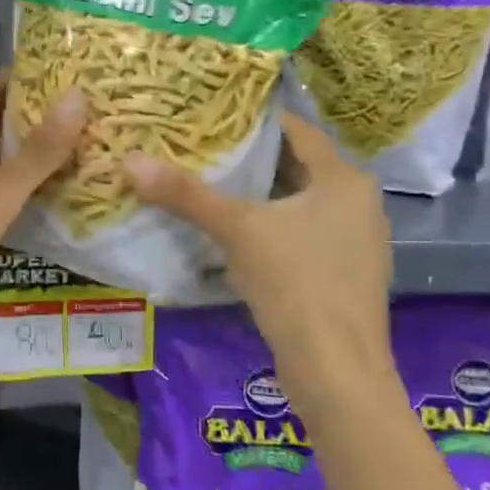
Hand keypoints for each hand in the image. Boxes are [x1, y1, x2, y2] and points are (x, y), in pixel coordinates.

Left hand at [0, 75, 84, 334]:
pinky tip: (41, 197)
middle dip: (28, 113)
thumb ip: (41, 149)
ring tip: (70, 150)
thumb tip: (77, 95)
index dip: (12, 76)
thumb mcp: (3, 189)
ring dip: (24, 150)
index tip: (51, 72)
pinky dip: (15, 184)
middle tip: (75, 113)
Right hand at [125, 113, 393, 383]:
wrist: (337, 373)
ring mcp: (356, 242)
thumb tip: (130, 161)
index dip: (250, 120)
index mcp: (345, 179)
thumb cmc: (295, 283)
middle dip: (247, 160)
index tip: (208, 116)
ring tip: (206, 187)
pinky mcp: (344, 275)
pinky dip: (269, 228)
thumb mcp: (237, 230)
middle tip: (198, 150)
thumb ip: (185, 194)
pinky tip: (233, 236)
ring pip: (296, 203)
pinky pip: (300, 234)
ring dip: (256, 197)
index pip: (295, 130)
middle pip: (294, 166)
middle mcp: (359, 203)